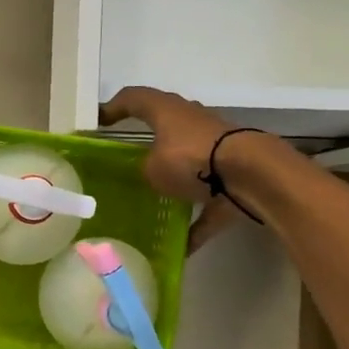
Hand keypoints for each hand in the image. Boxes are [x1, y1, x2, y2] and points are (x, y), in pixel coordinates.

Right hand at [99, 86, 250, 253]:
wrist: (249, 175)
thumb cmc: (191, 159)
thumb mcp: (151, 167)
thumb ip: (144, 169)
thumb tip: (150, 175)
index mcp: (169, 112)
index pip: (135, 100)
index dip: (114, 108)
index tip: (99, 122)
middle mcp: (193, 125)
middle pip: (166, 129)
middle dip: (149, 145)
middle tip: (127, 163)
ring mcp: (216, 152)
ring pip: (189, 165)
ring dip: (175, 182)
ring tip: (154, 204)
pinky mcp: (232, 180)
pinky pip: (208, 205)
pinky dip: (197, 223)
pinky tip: (182, 248)